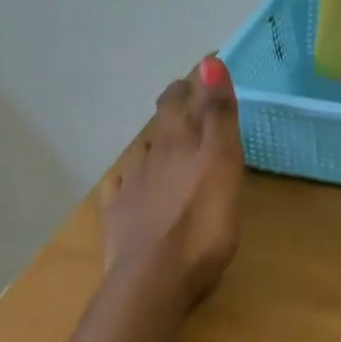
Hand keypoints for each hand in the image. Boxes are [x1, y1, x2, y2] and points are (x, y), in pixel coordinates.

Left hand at [100, 57, 243, 308]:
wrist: (153, 280)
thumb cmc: (202, 222)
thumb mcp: (222, 162)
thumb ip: (217, 114)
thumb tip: (207, 60)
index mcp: (180, 141)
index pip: (182, 98)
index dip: (193, 82)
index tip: (205, 70)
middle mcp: (152, 156)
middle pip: (161, 121)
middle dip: (175, 105)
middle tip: (188, 97)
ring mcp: (131, 187)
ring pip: (142, 153)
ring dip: (155, 143)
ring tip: (167, 144)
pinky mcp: (118, 218)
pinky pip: (120, 189)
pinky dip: (128, 180)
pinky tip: (129, 185)